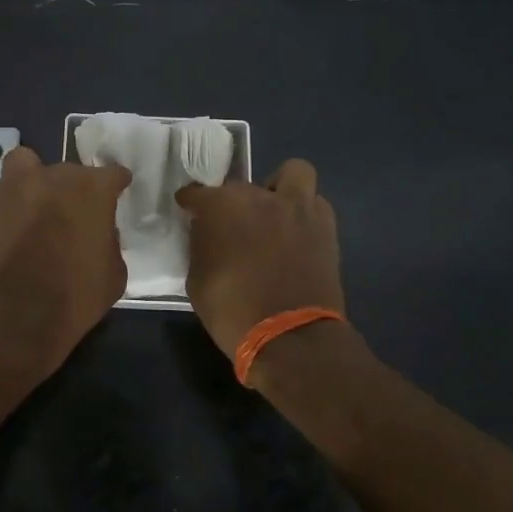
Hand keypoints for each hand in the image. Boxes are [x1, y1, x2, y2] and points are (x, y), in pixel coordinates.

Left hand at [0, 146, 132, 373]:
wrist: (17, 314)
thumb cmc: (76, 295)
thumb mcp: (114, 273)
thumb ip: (109, 242)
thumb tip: (99, 233)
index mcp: (91, 189)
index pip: (112, 173)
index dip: (116, 185)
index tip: (116, 194)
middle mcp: (53, 177)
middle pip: (67, 171)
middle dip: (71, 189)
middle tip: (70, 215)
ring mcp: (14, 187)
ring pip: (24, 165)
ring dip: (32, 181)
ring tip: (33, 207)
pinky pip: (0, 195)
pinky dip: (8, 207)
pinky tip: (9, 230)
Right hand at [175, 159, 344, 356]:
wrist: (291, 338)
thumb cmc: (233, 311)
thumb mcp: (197, 280)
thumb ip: (201, 246)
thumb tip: (207, 234)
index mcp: (223, 207)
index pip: (197, 193)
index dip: (190, 202)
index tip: (188, 209)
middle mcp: (260, 197)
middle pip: (240, 187)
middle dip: (232, 202)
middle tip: (231, 226)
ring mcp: (297, 209)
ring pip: (292, 173)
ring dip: (279, 188)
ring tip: (272, 213)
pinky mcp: (325, 227)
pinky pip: (314, 203)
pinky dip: (303, 211)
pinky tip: (294, 232)